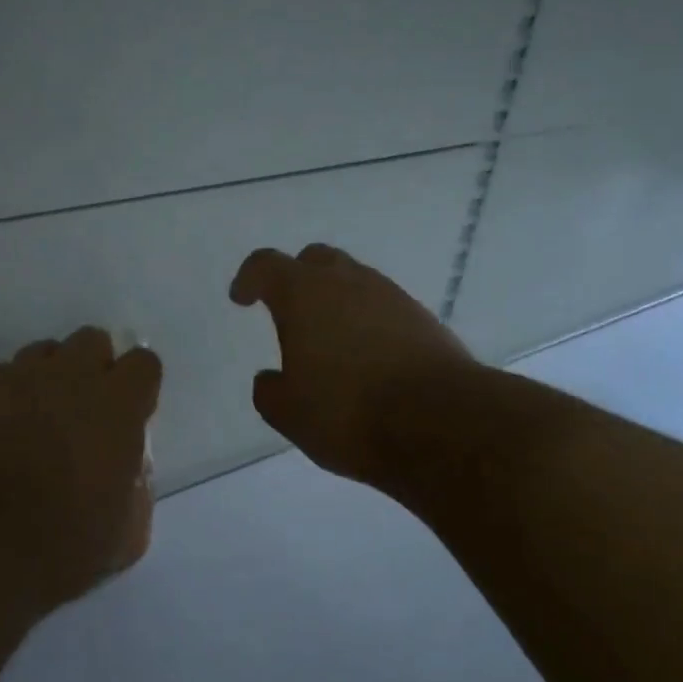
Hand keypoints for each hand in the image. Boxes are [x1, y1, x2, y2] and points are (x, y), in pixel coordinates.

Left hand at [0, 327, 161, 612]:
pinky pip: (2, 374)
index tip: (130, 412)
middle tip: (84, 408)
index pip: (143, 362)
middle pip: (92, 340)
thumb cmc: (63, 542)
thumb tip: (127, 473)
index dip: (139, 385)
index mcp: (118, 405)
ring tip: (38, 414)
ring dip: (49, 375)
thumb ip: (136, 489)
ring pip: (44, 351)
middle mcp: (72, 376)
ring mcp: (20, 376)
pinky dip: (7, 393)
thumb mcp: (126, 533)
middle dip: (93, 366)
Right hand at [230, 243, 475, 493]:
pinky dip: (367, 320)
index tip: (242, 298)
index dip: (249, 278)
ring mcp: (390, 296)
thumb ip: (269, 391)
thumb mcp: (289, 413)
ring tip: (329, 338)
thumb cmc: (348, 411)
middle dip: (295, 277)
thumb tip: (270, 379)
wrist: (441, 422)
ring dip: (336, 299)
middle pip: (315, 259)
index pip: (266, 265)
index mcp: (303, 293)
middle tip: (287, 310)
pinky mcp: (423, 318)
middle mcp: (347, 282)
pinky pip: (383, 306)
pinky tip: (368, 355)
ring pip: (354, 280)